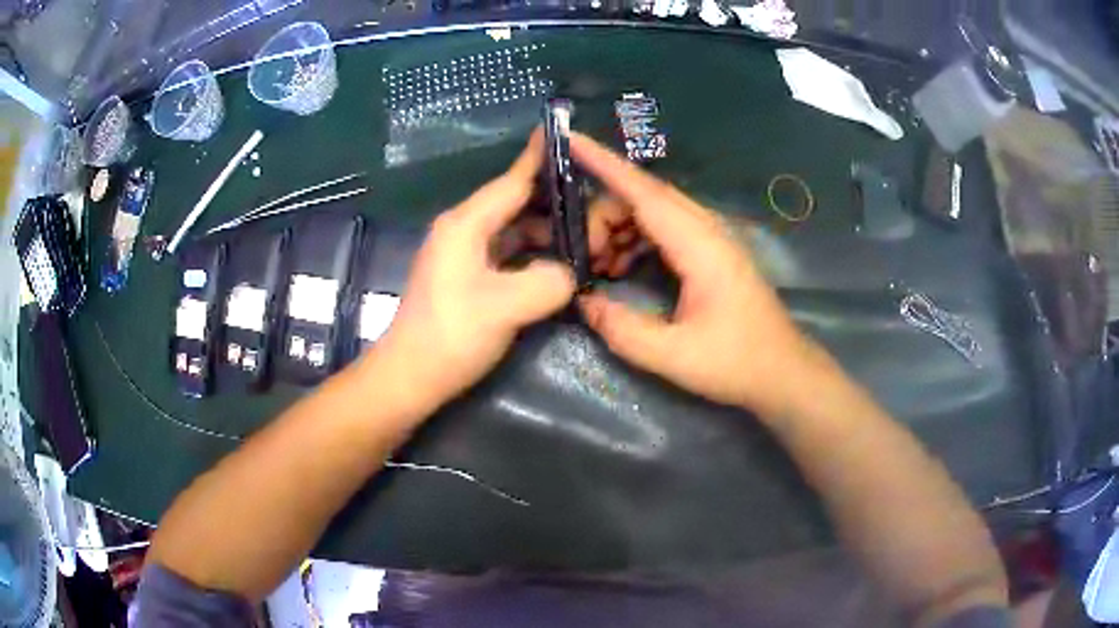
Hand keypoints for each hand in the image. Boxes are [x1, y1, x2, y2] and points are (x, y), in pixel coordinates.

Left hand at [374, 131, 575, 406]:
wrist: (410, 377)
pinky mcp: (467, 277)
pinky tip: (558, 263)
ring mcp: (463, 254)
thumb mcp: (506, 307)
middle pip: (515, 203)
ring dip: (547, 231)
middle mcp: (463, 230)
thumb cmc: (451, 336)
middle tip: (598, 204)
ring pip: (513, 229)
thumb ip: (549, 281)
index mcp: (465, 225)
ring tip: (587, 234)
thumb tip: (569, 273)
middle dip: (555, 202)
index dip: (541, 159)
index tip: (565, 133)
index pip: (512, 182)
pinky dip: (534, 254)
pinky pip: (507, 252)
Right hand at [571, 133, 811, 417]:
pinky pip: (662, 229)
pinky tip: (618, 268)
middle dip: (602, 212)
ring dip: (617, 227)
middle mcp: (705, 229)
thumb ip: (623, 329)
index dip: (604, 164)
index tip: (570, 141)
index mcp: (700, 245)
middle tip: (578, 250)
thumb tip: (584, 302)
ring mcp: (709, 238)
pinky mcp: (708, 251)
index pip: (644, 192)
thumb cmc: (735, 362)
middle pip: (643, 197)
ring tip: (595, 264)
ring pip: (651, 211)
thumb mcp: (673, 355)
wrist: (782, 371)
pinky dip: (634, 240)